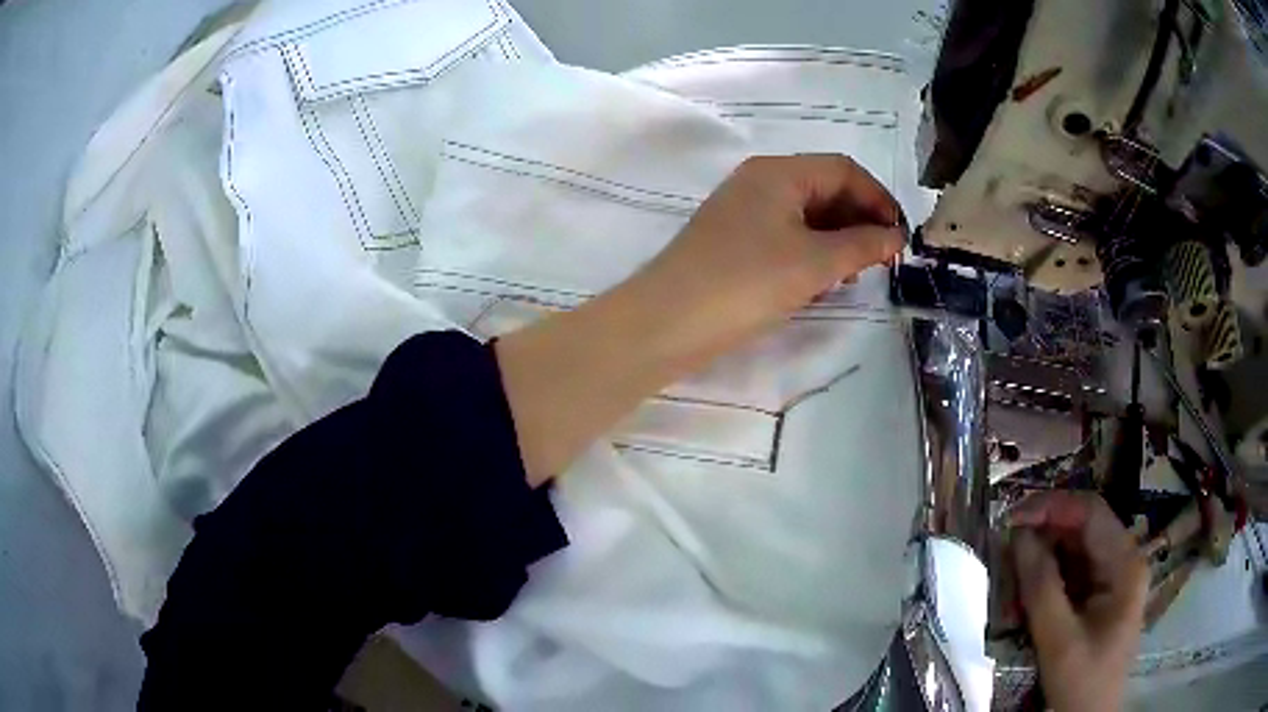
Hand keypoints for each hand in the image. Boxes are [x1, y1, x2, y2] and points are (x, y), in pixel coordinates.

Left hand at [498, 155, 903, 483]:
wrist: (666, 323)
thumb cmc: (745, 283)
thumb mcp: (814, 263)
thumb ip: (862, 245)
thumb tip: (894, 236)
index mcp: (778, 172)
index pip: (844, 169)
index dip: (879, 199)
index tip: (901, 237)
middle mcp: (759, 181)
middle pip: (825, 187)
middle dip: (860, 219)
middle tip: (882, 259)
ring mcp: (743, 211)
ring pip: (806, 214)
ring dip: (838, 238)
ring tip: (856, 274)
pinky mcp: (734, 241)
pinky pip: (786, 234)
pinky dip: (812, 251)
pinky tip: (822, 280)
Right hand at [1009, 492, 1148, 711]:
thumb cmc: (1082, 683)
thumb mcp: (1059, 641)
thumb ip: (1041, 587)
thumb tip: (1018, 536)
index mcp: (1125, 564)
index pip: (1091, 513)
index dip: (1052, 506)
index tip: (1011, 519)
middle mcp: (1123, 561)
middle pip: (1082, 530)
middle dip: (1043, 536)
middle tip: (1004, 552)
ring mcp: (1112, 579)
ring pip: (1074, 552)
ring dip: (1041, 561)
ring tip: (1010, 580)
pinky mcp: (1099, 597)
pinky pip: (1071, 575)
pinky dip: (1045, 581)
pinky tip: (1024, 599)